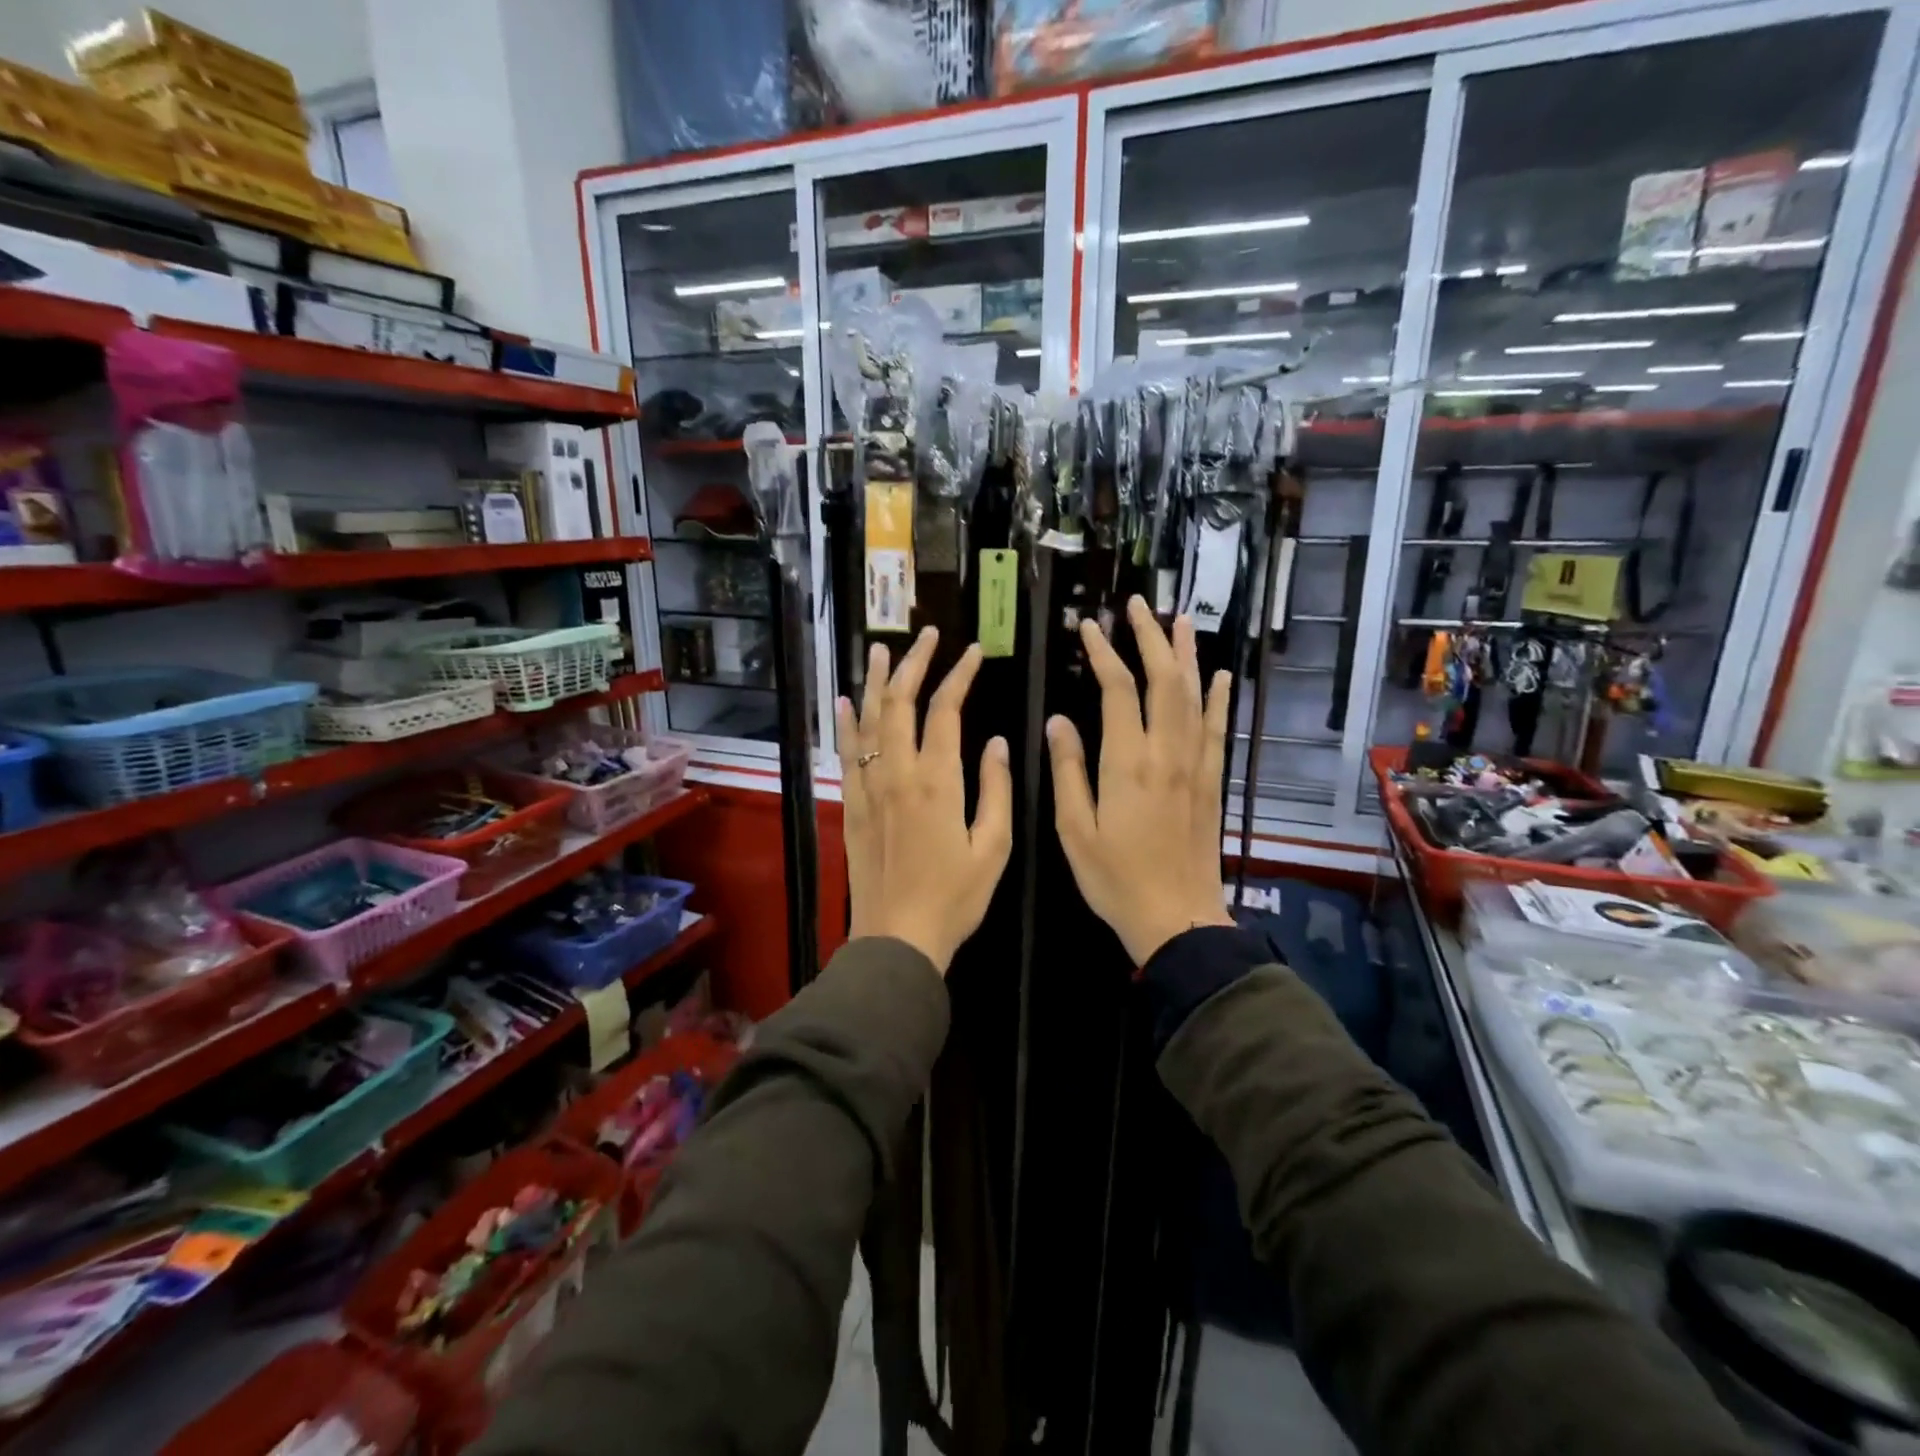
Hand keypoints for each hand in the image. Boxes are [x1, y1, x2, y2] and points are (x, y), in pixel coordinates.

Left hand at [836, 627, 1012, 974]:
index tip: (974, 652)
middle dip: (915, 663)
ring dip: (877, 681)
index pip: (945, 711)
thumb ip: (996, 790)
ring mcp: (868, 788)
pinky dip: (845, 724)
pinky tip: (845, 702)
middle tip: (928, 634)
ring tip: (882, 649)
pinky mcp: (851, 806)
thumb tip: (997, 742)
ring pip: (869, 721)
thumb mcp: (994, 848)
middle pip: (902, 704)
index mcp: (937, 781)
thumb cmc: (955, 897)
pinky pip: (845, 754)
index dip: (959, 676)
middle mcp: (897, 774)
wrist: (897, 938)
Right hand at [1047, 597, 1236, 965]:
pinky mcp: (1212, 781)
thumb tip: (1058, 720)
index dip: (1103, 653)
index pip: (1117, 690)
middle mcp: (1167, 752)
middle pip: (1163, 680)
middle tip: (1137, 604)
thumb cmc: (1115, 878)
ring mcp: (1196, 765)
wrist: (1176, 918)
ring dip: (1186, 655)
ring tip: (1179, 619)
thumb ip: (1067, 770)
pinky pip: (1217, 729)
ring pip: (1194, 696)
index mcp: (1128, 762)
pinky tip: (1219, 677)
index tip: (1089, 627)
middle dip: (1149, 637)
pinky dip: (1218, 698)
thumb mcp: (1074, 829)